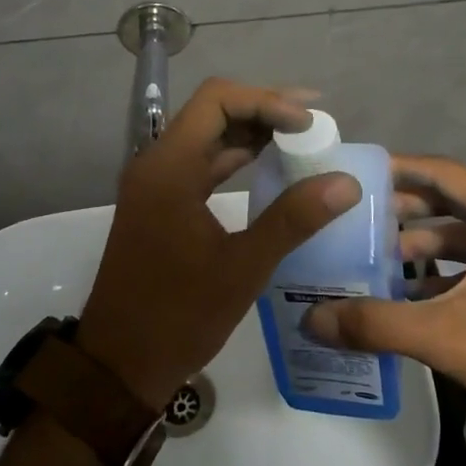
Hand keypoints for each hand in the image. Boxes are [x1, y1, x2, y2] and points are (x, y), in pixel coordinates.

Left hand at [75, 78, 359, 408]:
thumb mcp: (242, 268)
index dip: (266, 101)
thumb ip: (293, 219)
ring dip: (251, 132)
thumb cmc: (177, 316)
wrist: (119, 364)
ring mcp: (157, 183)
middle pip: (213, 112)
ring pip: (208, 136)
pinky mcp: (162, 203)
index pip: (217, 101)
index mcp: (169, 167)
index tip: (308, 123)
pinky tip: (271, 167)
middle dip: (263, 109)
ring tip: (302, 139)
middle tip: (314, 122)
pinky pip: (202, 163)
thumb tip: (346, 182)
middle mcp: (157, 163)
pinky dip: (236, 157)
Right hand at [301, 155, 465, 457]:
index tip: (360, 172)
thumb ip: (374, 323)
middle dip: (408, 206)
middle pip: (456, 197)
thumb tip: (311, 320)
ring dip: (428, 239)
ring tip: (382, 254)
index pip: (444, 172)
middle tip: (362, 215)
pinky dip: (452, 264)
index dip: (400, 169)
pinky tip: (416, 289)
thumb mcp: (442, 335)